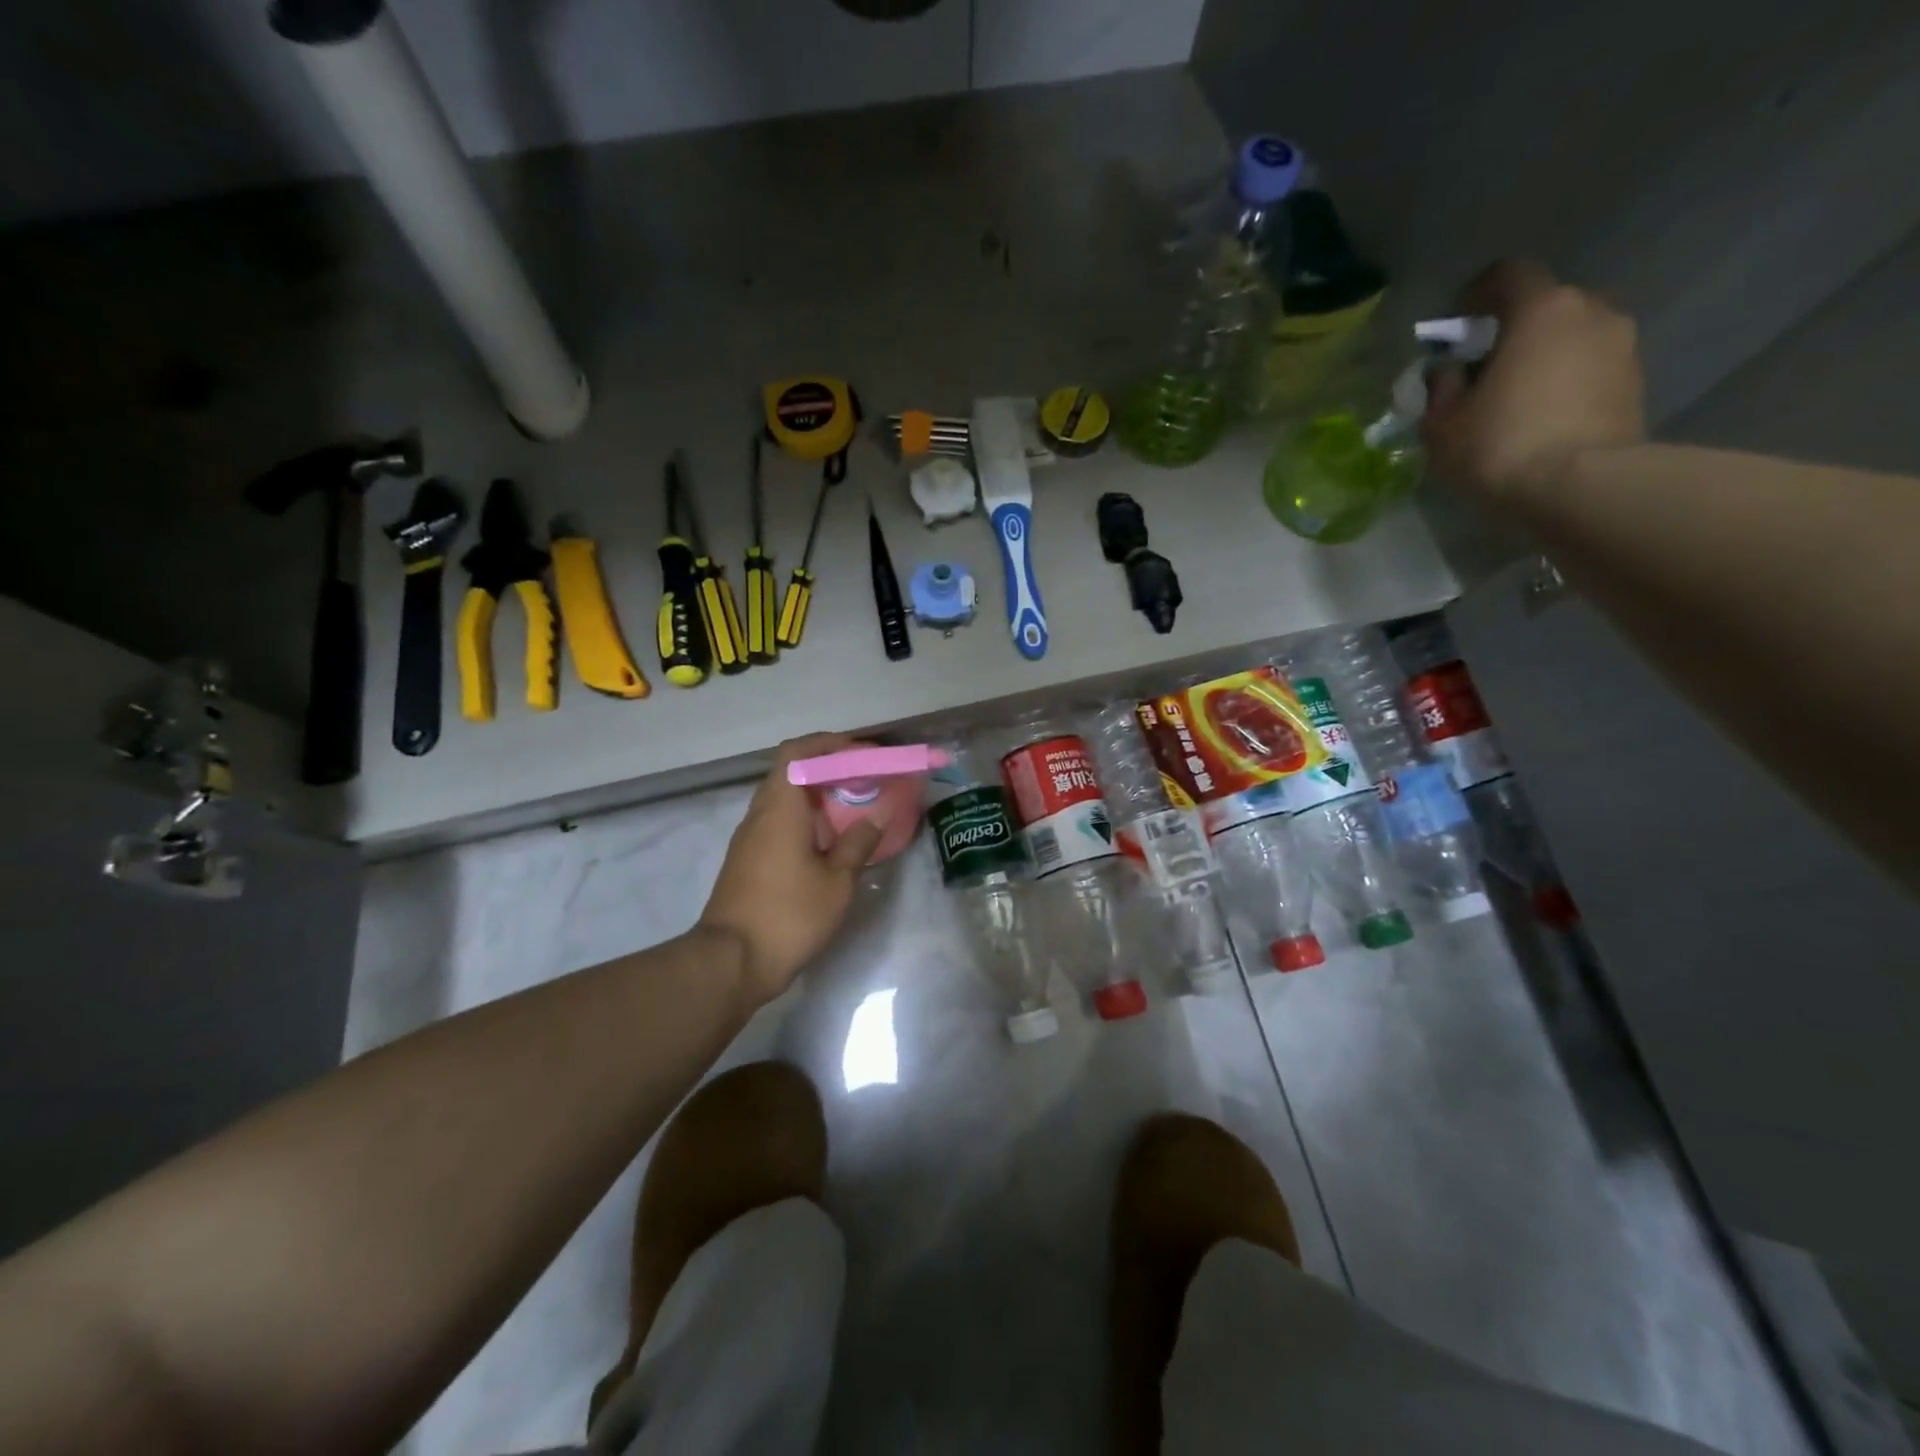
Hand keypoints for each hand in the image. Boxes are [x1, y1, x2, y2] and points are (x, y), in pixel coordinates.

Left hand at [697, 735, 886, 1005]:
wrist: (732, 963)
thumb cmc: (789, 915)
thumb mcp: (837, 882)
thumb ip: (858, 843)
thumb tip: (877, 816)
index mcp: (780, 808)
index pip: (797, 753)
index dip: (827, 743)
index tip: (858, 751)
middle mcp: (759, 815)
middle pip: (789, 772)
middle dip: (826, 768)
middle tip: (861, 778)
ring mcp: (748, 839)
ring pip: (782, 798)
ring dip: (814, 794)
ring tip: (850, 806)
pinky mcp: (746, 861)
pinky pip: (777, 822)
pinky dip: (803, 818)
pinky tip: (827, 840)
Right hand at [1422, 260, 1645, 500]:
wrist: (1581, 486)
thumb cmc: (1500, 445)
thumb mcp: (1443, 424)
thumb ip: (1442, 389)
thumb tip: (1450, 373)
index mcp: (1540, 310)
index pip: (1507, 275)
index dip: (1476, 294)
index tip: (1457, 323)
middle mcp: (1590, 310)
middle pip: (1545, 305)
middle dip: (1513, 329)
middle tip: (1485, 368)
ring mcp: (1621, 344)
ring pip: (1571, 336)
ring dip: (1543, 356)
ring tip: (1514, 398)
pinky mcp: (1636, 380)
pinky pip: (1590, 367)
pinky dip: (1565, 381)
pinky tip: (1542, 418)